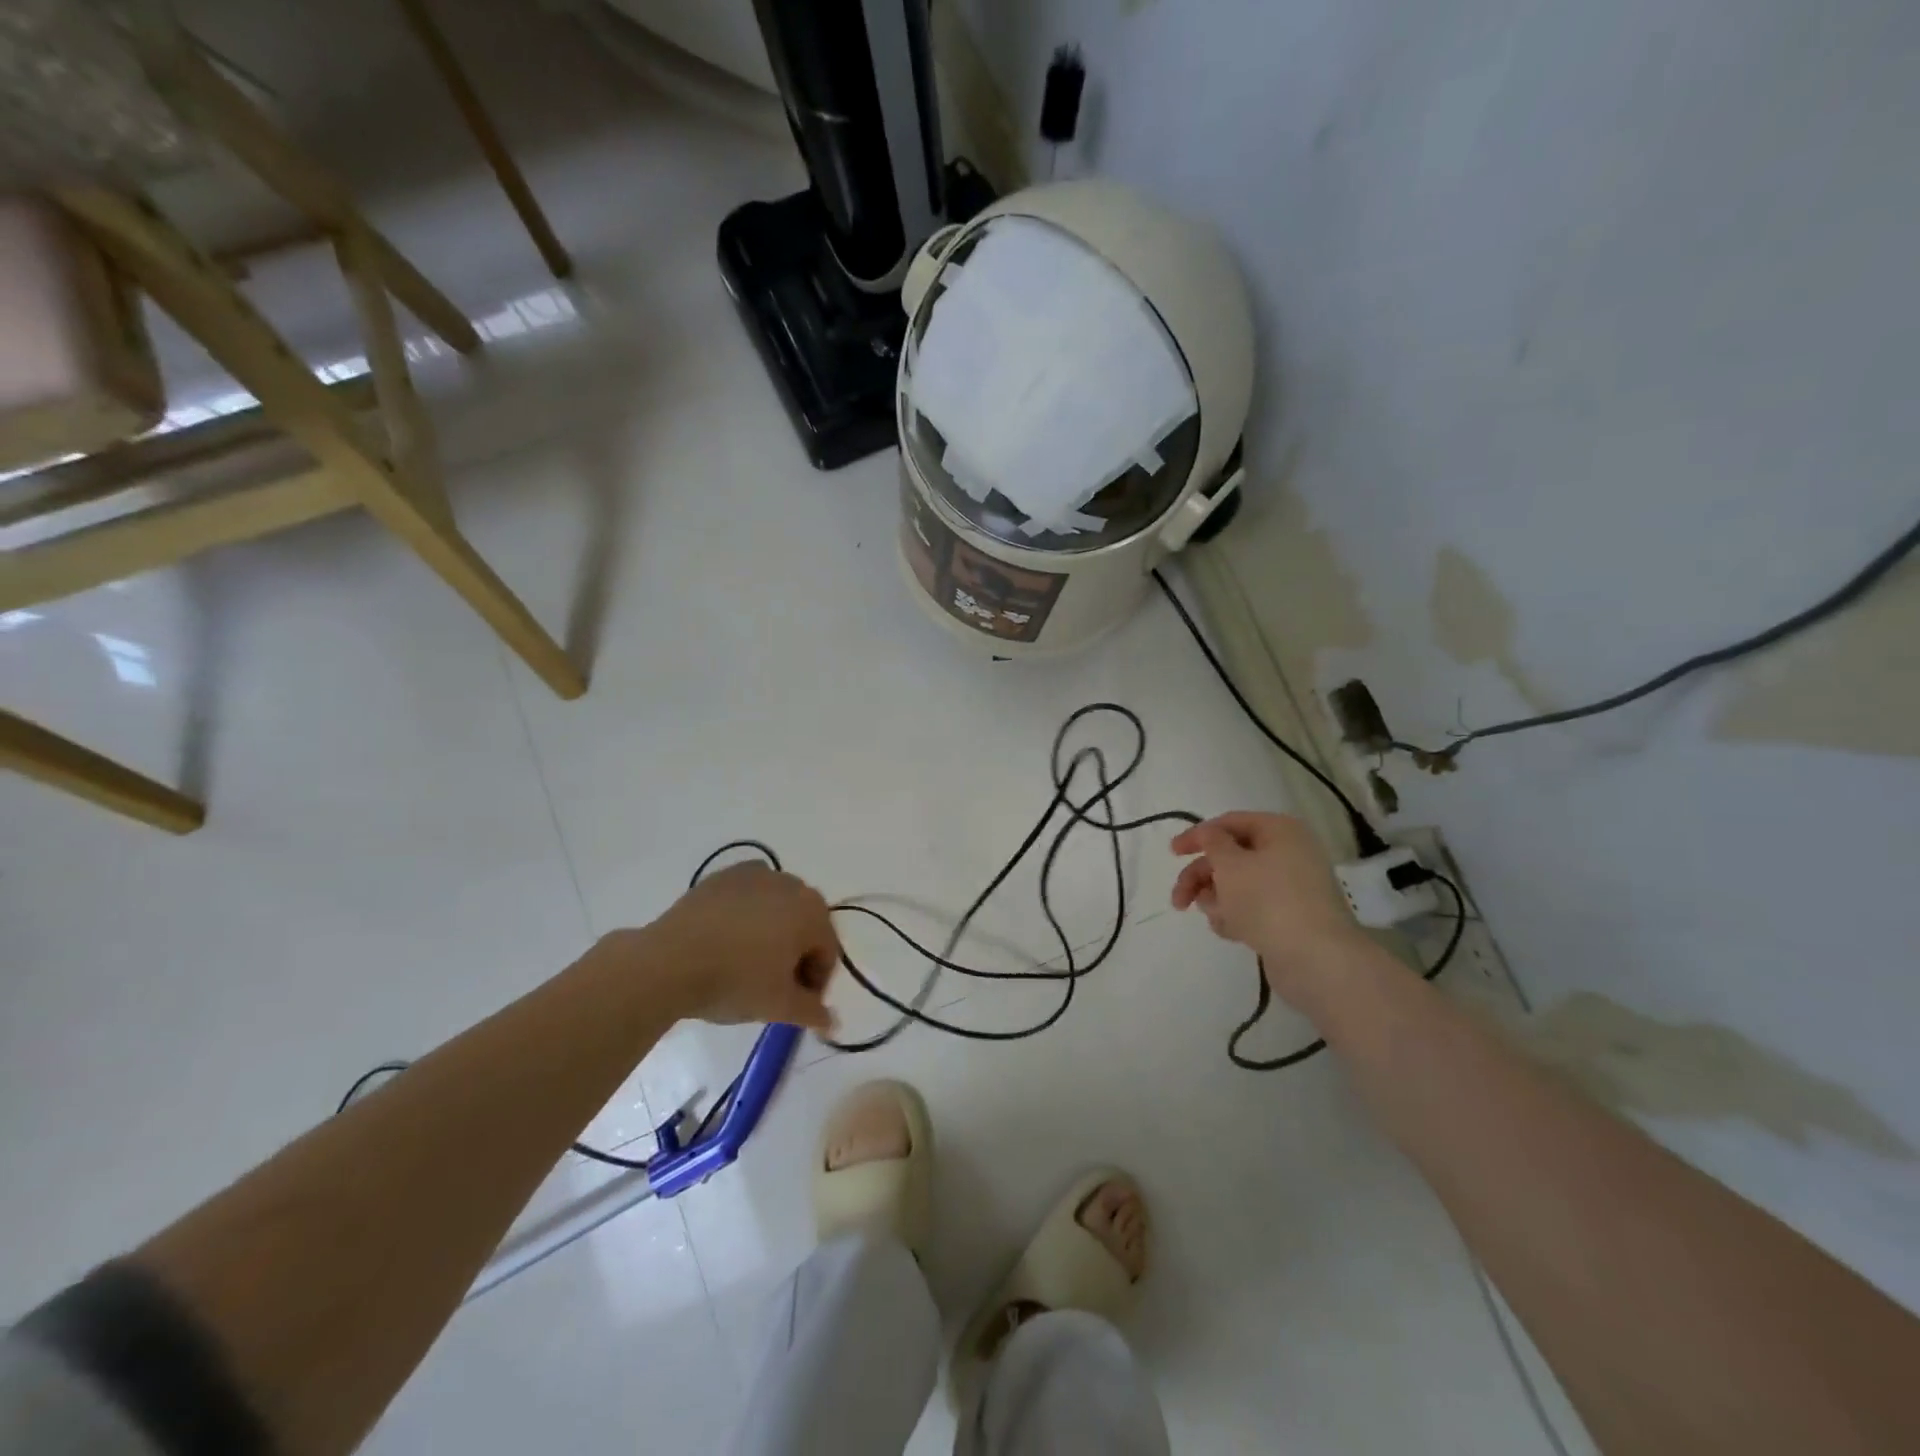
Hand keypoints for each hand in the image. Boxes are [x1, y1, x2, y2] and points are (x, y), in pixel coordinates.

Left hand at [627, 863, 842, 1031]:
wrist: (669, 961)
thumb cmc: (735, 981)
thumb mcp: (779, 1006)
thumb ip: (813, 1012)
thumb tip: (832, 1024)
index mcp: (813, 912)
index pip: (827, 952)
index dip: (816, 984)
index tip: (797, 1007)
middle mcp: (791, 884)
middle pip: (805, 926)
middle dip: (796, 956)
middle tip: (774, 988)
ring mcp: (755, 875)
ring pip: (776, 909)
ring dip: (772, 934)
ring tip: (747, 964)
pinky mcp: (723, 876)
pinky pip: (748, 898)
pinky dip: (746, 916)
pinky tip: (726, 941)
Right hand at [1169, 812, 1369, 998]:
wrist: (1315, 959)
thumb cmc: (1268, 900)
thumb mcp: (1230, 863)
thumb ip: (1212, 842)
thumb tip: (1209, 834)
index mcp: (1280, 831)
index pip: (1230, 823)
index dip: (1198, 835)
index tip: (1172, 853)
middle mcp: (1289, 854)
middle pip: (1231, 857)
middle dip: (1200, 877)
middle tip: (1178, 899)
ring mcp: (1291, 888)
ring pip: (1238, 885)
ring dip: (1217, 899)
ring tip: (1215, 917)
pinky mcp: (1290, 918)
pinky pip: (1252, 909)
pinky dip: (1235, 916)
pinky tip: (1229, 931)